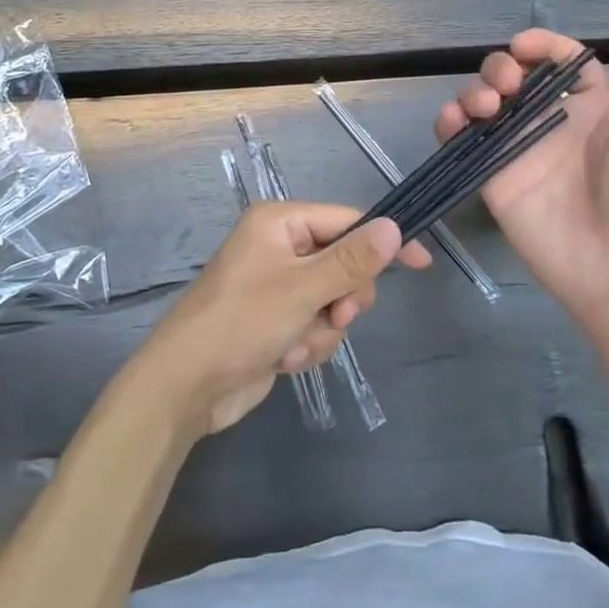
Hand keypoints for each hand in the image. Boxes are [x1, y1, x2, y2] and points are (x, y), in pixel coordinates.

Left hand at [137, 203, 428, 436]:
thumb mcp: (303, 288)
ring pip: (334, 300)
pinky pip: (316, 325)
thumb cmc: (241, 322)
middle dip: (343, 297)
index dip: (383, 242)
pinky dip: (307, 344)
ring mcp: (279, 285)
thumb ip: (352, 260)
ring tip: (293, 343)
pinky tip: (282, 358)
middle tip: (334, 314)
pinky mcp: (277, 320)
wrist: (187, 386)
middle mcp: (281, 246)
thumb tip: (394, 225)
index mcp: (280, 222)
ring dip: (322, 328)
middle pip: (345, 263)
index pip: (348, 221)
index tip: (421, 263)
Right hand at [435, 23, 608, 333]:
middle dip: (499, 67)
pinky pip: (461, 140)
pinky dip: (449, 123)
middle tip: (505, 85)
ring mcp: (517, 149)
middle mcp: (550, 122)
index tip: (522, 47)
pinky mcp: (492, 176)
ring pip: (481, 102)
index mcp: (591, 106)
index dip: (540, 45)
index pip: (558, 60)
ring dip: (473, 91)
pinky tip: (454, 121)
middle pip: (513, 76)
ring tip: (485, 107)